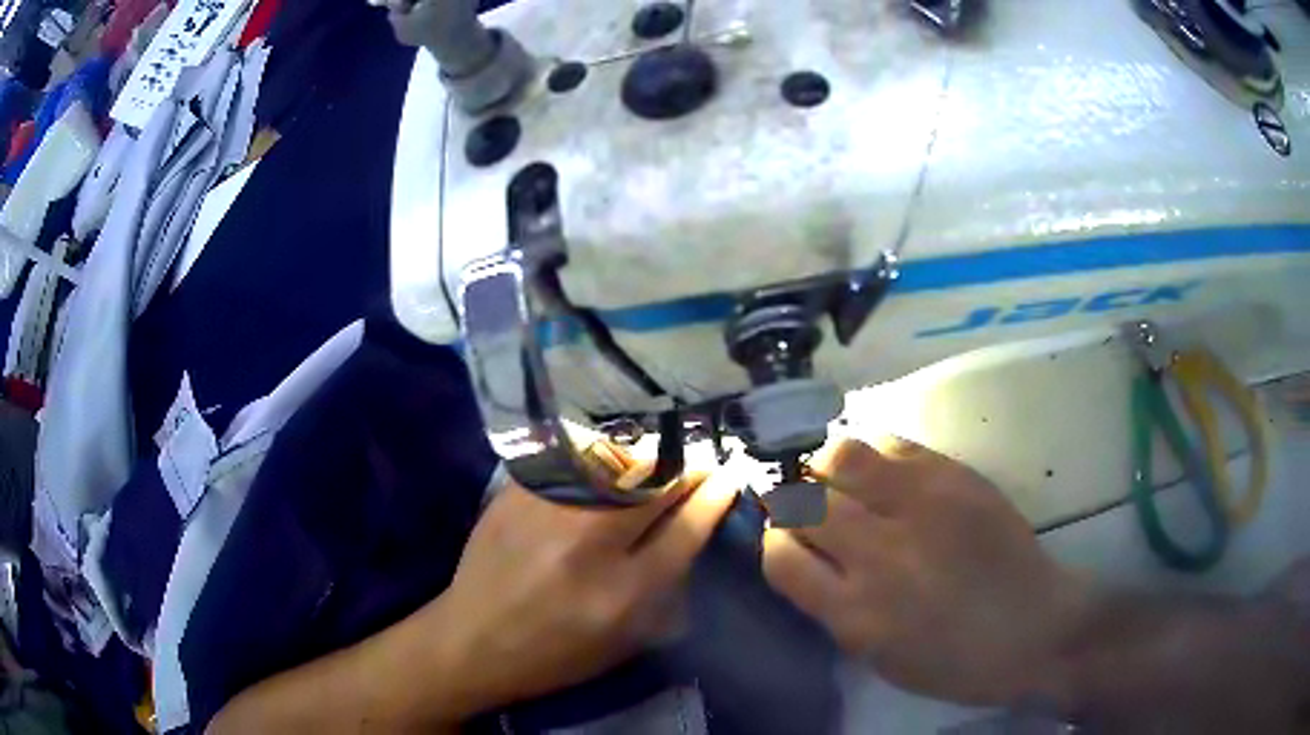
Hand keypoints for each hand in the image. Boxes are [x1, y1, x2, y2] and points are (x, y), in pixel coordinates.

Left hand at [425, 444, 738, 717]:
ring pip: (617, 461)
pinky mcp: (516, 494)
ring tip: (658, 464)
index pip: (686, 528)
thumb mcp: (625, 640)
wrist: (472, 640)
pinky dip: (602, 458)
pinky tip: (608, 464)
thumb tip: (695, 526)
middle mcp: (588, 545)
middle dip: (688, 467)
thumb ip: (667, 587)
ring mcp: (547, 512)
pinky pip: (573, 459)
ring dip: (648, 459)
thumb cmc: (557, 654)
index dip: (715, 495)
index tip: (730, 473)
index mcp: (623, 593)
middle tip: (700, 463)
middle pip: (655, 484)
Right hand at [762, 437, 1089, 706]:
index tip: (786, 541)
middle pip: (803, 502)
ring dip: (827, 466)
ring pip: (841, 456)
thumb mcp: (878, 657)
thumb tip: (808, 562)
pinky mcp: (953, 477)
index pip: (781, 558)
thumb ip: (834, 610)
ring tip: (840, 478)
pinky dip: (874, 453)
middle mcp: (879, 554)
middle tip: (809, 505)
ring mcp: (920, 507)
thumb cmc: (953, 661)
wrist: (1032, 627)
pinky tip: (884, 472)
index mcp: (855, 612)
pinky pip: (892, 444)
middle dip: (794, 501)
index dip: (775, 543)